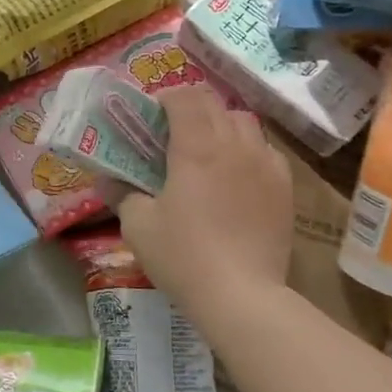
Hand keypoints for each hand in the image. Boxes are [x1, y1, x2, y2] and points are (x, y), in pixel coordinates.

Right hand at [112, 84, 294, 316]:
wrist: (242, 295)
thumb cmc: (183, 256)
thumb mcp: (138, 226)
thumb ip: (121, 193)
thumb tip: (107, 178)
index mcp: (196, 147)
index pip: (185, 96)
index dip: (166, 97)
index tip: (151, 113)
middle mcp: (234, 145)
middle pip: (215, 103)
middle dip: (191, 107)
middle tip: (172, 131)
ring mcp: (265, 164)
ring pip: (245, 122)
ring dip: (221, 124)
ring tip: (205, 149)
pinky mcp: (284, 187)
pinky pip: (266, 150)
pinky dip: (247, 149)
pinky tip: (235, 174)